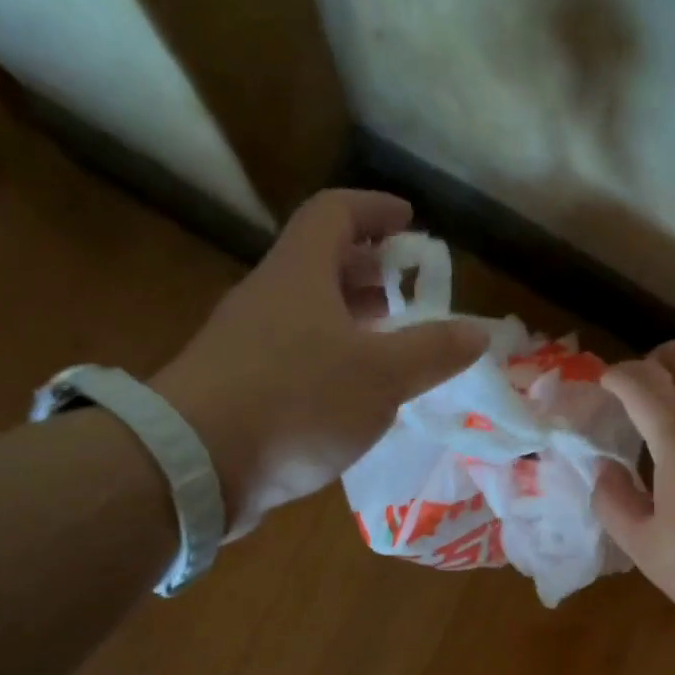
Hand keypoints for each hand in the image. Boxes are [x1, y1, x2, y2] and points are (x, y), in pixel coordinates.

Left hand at [153, 190, 486, 535]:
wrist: (196, 465)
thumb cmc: (298, 401)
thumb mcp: (382, 376)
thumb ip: (433, 351)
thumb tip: (477, 331)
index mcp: (299, 273)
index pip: (335, 212)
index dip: (375, 209)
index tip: (410, 222)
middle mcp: (268, 298)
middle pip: (321, 264)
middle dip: (370, 272)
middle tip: (410, 293)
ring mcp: (246, 344)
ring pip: (308, 315)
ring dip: (352, 321)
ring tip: (393, 346)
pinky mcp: (238, 387)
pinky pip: (295, 356)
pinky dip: (332, 361)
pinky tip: (355, 395)